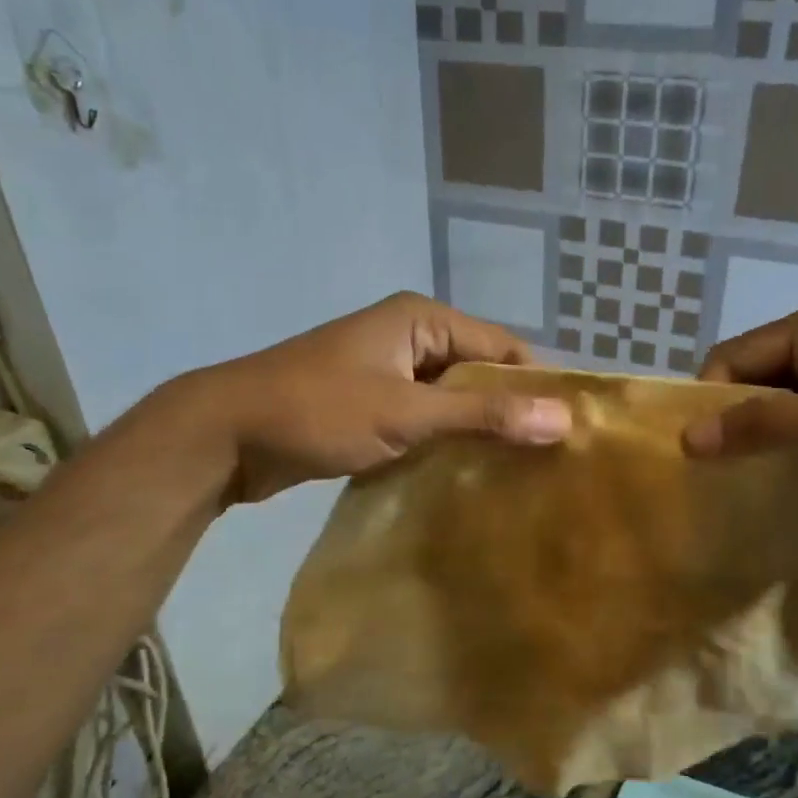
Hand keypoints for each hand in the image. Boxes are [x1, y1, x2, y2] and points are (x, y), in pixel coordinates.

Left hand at [191, 293, 570, 504]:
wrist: (226, 435)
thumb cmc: (319, 411)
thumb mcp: (407, 413)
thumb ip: (484, 417)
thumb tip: (563, 418)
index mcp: (423, 319)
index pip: (504, 349)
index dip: (538, 387)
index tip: (570, 433)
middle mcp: (411, 338)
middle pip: (480, 374)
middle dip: (510, 413)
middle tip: (550, 462)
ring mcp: (390, 373)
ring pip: (453, 401)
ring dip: (478, 432)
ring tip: (520, 475)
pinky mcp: (374, 406)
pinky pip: (426, 420)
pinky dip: (446, 443)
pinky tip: (470, 478)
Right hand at [682, 298, 797, 537]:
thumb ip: (768, 424)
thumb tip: (687, 440)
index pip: (734, 356)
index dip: (710, 399)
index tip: (696, 451)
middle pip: (749, 387)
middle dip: (728, 426)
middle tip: (707, 476)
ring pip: (769, 419)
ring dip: (750, 450)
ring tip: (729, 490)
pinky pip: (793, 444)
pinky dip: (776, 466)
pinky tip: (764, 496)